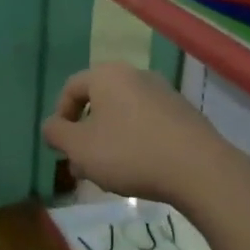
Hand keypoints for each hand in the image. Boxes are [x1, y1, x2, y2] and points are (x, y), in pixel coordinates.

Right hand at [41, 64, 236, 207]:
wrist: (198, 168)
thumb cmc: (129, 153)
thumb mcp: (80, 148)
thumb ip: (56, 134)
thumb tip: (51, 126)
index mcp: (107, 75)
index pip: (71, 87)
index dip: (59, 117)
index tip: (61, 147)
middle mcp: (136, 75)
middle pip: (99, 102)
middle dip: (85, 134)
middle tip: (82, 165)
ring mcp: (164, 92)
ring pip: (123, 114)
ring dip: (109, 140)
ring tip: (109, 174)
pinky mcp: (184, 113)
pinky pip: (148, 124)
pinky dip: (136, 142)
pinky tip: (139, 170)